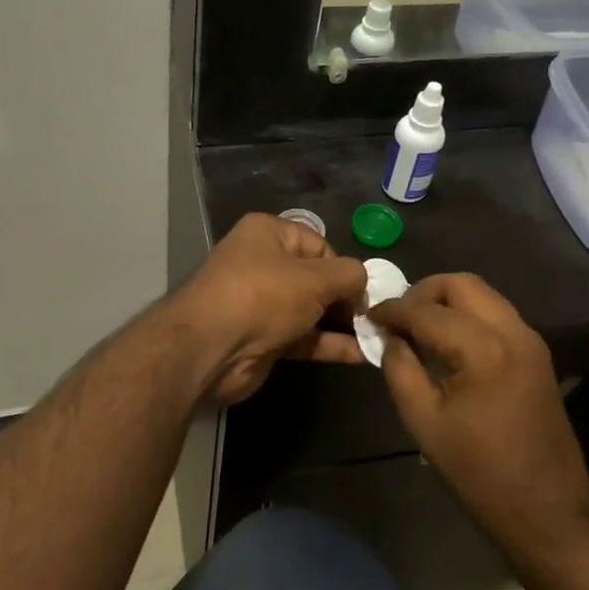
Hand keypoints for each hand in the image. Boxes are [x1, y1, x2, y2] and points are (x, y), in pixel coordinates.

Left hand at [174, 213, 367, 404]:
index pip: (319, 245)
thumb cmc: (263, 296)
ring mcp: (262, 304)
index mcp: (268, 234)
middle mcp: (263, 264)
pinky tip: (361, 356)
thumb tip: (365, 282)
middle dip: (345, 299)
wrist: (210, 348)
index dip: (343, 268)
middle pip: (316, 279)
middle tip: (374, 319)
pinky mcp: (264, 338)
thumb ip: (349, 276)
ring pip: (312, 311)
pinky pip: (304, 337)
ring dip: (342, 325)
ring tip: (377, 338)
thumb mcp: (315, 278)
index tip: (363, 293)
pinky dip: (330, 345)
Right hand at [371, 273, 588, 562]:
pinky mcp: (537, 354)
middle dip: (424, 292)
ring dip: (448, 302)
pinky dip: (468, 316)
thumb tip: (390, 337)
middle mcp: (512, 332)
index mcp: (482, 350)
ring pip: (483, 295)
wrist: (546, 509)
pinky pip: (496, 315)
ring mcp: (530, 340)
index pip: (426, 311)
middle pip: (462, 284)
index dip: (393, 310)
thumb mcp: (423, 421)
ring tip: (419, 329)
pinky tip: (448, 343)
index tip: (370, 317)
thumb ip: (400, 368)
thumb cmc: (478, 472)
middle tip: (398, 319)